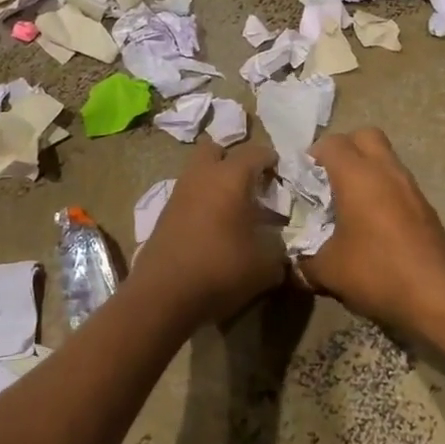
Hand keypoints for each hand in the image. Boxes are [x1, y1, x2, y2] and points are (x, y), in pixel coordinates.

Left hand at [130, 139, 285, 327]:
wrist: (163, 294)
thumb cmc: (220, 268)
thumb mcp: (265, 265)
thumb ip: (278, 249)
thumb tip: (279, 245)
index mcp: (230, 176)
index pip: (256, 152)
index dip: (271, 160)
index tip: (281, 175)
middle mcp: (202, 175)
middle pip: (216, 150)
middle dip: (233, 161)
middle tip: (249, 184)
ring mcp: (179, 192)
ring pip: (198, 171)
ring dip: (214, 181)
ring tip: (232, 208)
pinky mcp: (164, 213)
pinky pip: (188, 195)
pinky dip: (201, 201)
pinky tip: (212, 227)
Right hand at [298, 128, 444, 334]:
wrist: (441, 296)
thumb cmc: (378, 271)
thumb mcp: (328, 271)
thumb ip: (303, 260)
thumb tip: (292, 260)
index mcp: (357, 174)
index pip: (331, 143)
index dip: (312, 157)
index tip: (301, 182)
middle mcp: (385, 170)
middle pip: (364, 136)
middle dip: (344, 150)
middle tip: (328, 181)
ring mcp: (410, 186)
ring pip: (384, 158)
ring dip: (366, 170)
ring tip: (348, 204)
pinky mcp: (425, 206)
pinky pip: (397, 183)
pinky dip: (382, 190)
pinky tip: (371, 224)